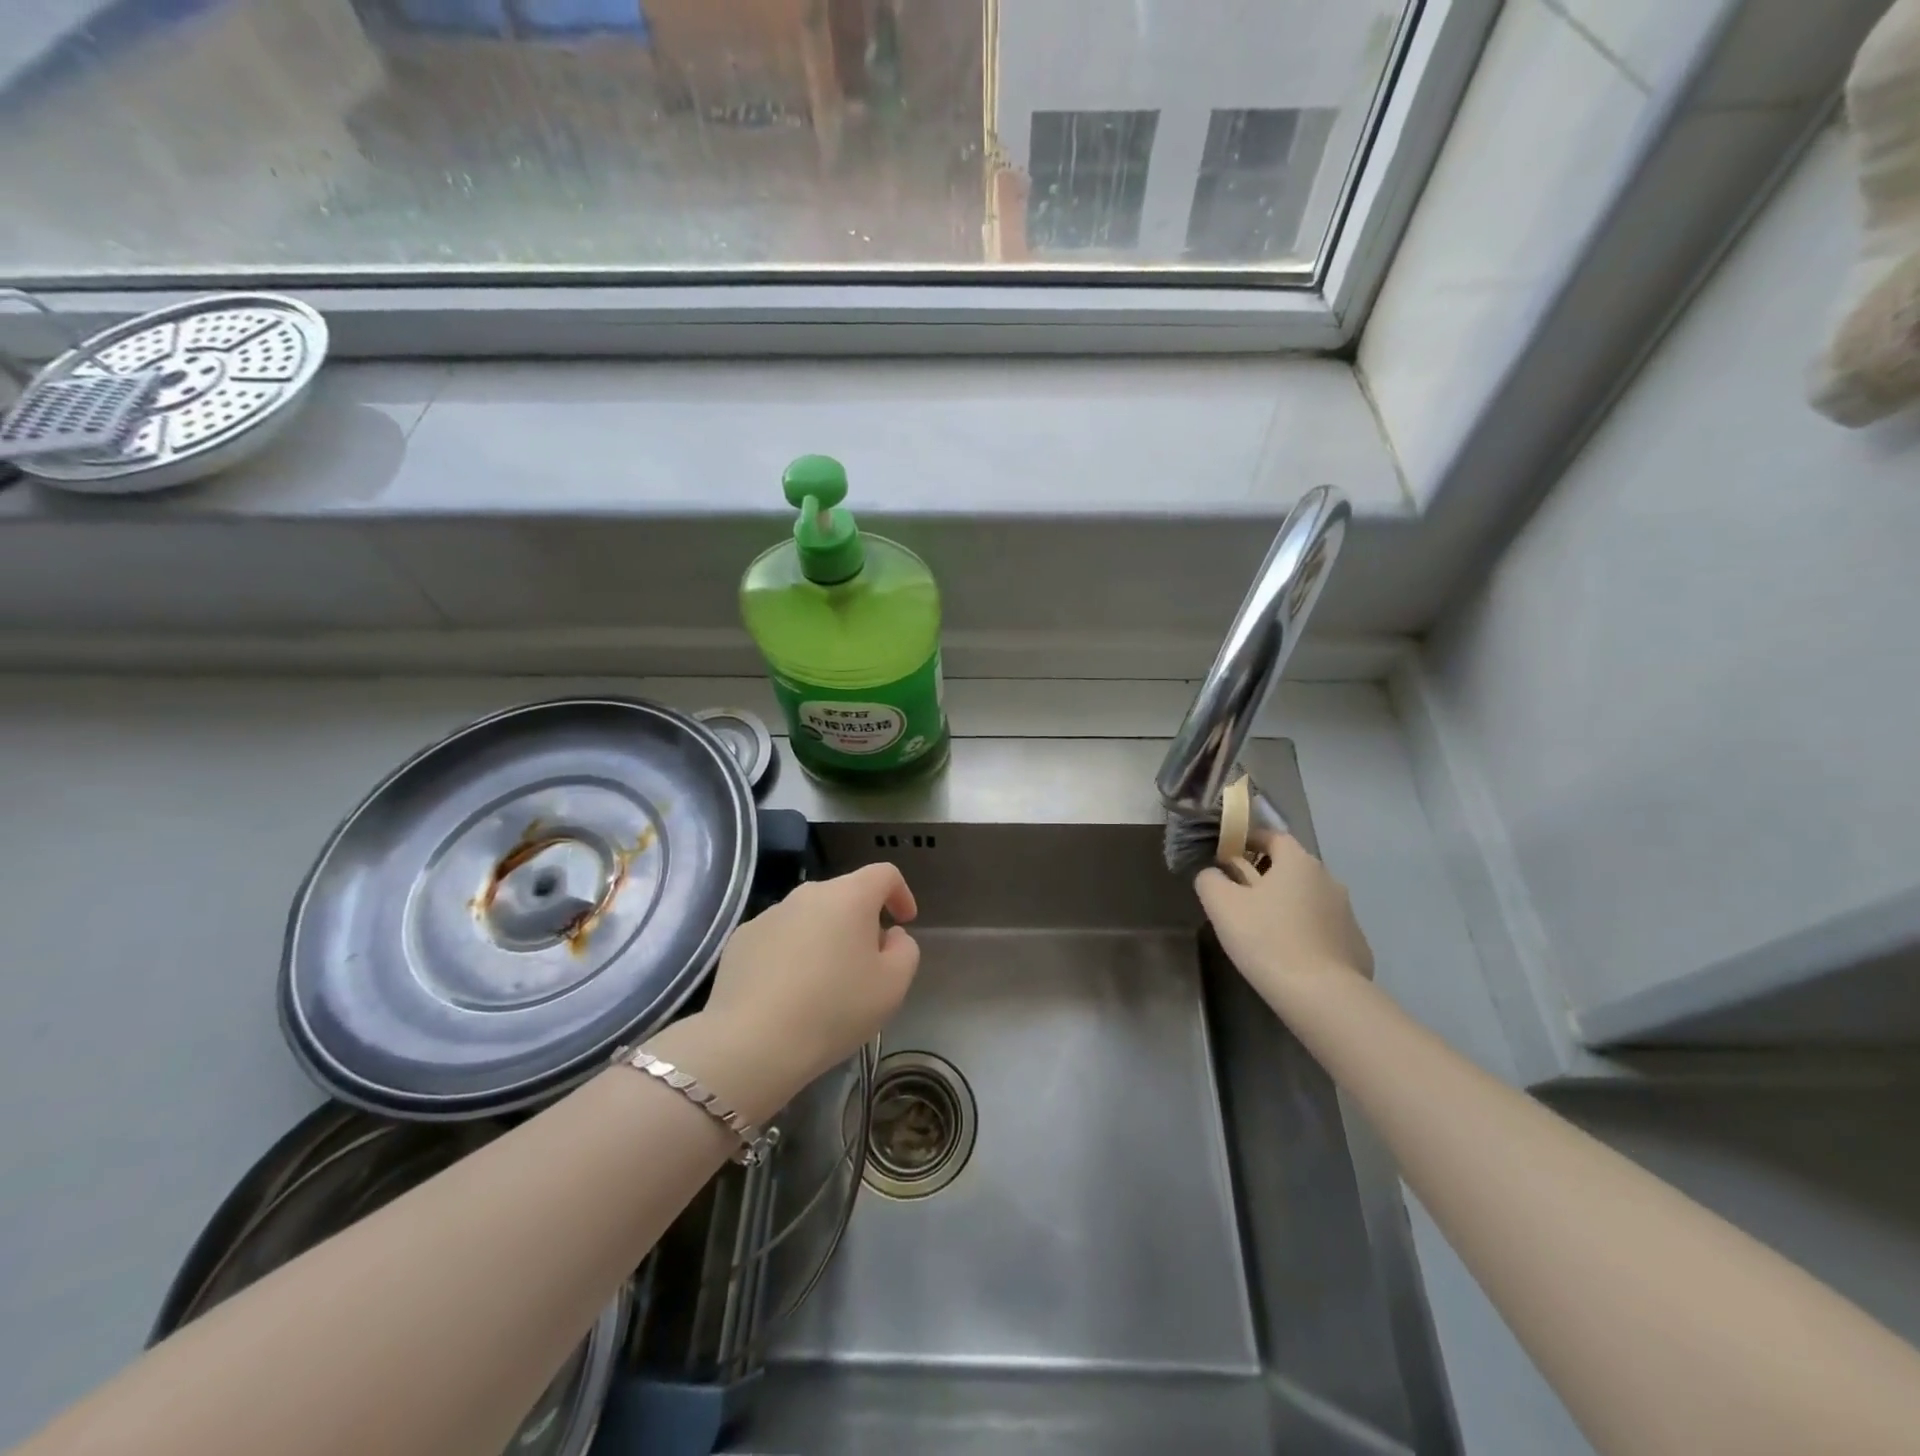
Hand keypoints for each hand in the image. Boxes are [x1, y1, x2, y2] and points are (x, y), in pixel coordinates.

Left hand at [692, 864, 921, 1107]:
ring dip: (824, 937)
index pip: (884, 874)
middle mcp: (807, 894)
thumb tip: (889, 935)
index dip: (901, 893)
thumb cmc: (834, 1010)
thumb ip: (905, 950)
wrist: (752, 1043)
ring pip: (809, 916)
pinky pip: (778, 937)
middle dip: (861, 920)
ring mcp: (769, 915)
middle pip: (844, 894)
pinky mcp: (740, 940)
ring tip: (824, 982)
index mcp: (849, 896)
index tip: (904, 922)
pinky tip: (788, 992)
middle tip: (867, 961)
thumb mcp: (893, 986)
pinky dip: (791, 953)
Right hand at [1195, 833, 1372, 1006]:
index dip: (1248, 841)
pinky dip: (1306, 932)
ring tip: (1264, 930)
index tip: (1227, 856)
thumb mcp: (1221, 905)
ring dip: (1287, 905)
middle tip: (1240, 897)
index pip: (1272, 836)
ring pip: (1308, 898)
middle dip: (1265, 876)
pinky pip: (1323, 928)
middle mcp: (1328, 879)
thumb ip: (1210, 880)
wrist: (1323, 996)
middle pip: (1291, 867)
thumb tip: (1213, 873)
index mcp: (1298, 862)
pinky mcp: (1356, 945)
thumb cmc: (1267, 940)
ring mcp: (1347, 913)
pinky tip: (1290, 955)